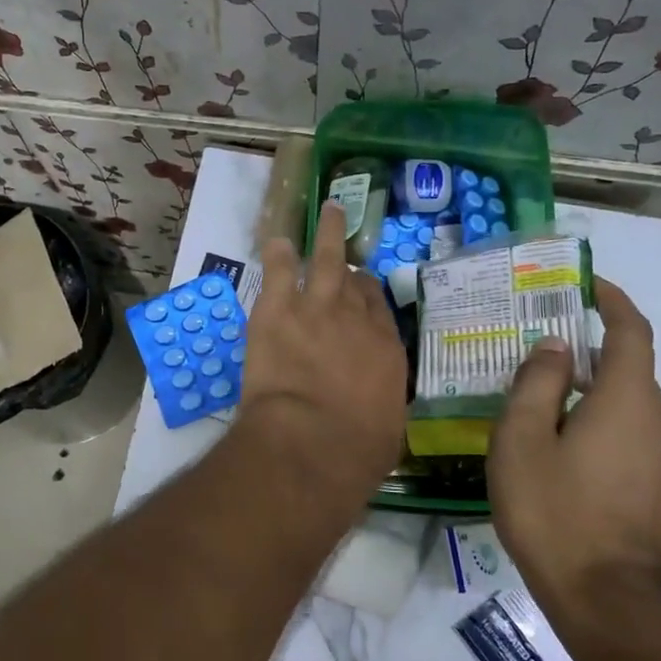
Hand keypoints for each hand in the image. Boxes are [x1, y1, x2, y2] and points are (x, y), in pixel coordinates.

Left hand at [237, 200, 408, 502]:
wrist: (313, 441)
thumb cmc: (356, 450)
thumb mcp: (384, 427)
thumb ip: (378, 401)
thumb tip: (373, 404)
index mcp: (385, 348)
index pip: (378, 307)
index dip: (367, 293)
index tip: (359, 287)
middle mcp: (355, 318)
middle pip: (354, 277)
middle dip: (349, 254)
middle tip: (344, 229)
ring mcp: (316, 307)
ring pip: (324, 258)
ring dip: (326, 233)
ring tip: (327, 210)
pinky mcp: (277, 310)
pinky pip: (278, 271)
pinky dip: (277, 254)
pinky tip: (275, 242)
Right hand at [487, 277, 660, 612]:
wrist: (608, 601)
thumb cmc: (553, 511)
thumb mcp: (521, 439)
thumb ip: (537, 382)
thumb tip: (555, 347)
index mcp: (627, 399)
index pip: (631, 331)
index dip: (613, 302)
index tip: (591, 285)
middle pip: (629, 372)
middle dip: (592, 361)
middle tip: (545, 369)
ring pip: (636, 411)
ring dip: (601, 401)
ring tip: (557, 420)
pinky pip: (645, 443)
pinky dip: (615, 433)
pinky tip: (582, 463)